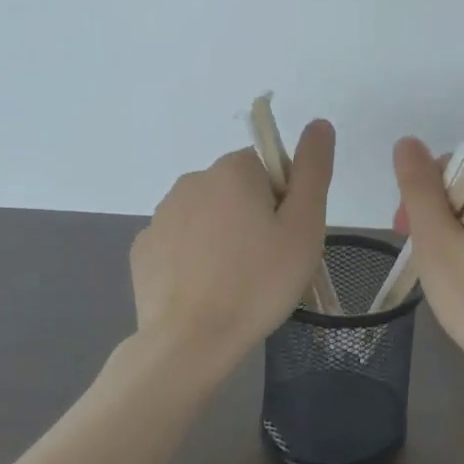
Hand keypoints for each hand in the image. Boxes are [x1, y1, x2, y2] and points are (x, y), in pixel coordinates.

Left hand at [130, 121, 335, 373]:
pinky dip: (194, 257)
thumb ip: (313, 169)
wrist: (191, 341)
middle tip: (268, 262)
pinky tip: (205, 289)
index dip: (285, 200)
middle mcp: (192, 180)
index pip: (269, 167)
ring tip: (236, 281)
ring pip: (207, 215)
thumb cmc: (259, 282)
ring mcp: (161, 215)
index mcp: (233, 170)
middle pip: (237, 188)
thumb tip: (319, 123)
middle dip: (253, 216)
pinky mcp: (143, 248)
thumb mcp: (304, 226)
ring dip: (223, 235)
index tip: (286, 238)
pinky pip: (180, 241)